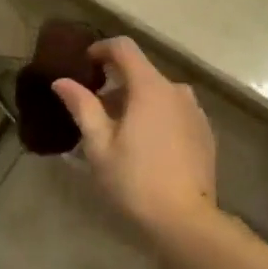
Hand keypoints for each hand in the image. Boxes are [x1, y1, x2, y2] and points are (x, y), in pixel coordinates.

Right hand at [52, 38, 217, 232]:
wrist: (186, 220)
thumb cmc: (135, 181)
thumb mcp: (99, 145)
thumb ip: (82, 106)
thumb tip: (62, 81)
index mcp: (150, 87)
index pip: (124, 48)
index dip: (101, 49)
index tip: (85, 64)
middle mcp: (177, 90)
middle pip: (142, 72)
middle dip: (116, 85)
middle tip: (95, 112)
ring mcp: (195, 111)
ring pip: (159, 93)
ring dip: (137, 102)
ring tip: (119, 133)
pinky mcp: (205, 132)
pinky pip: (175, 112)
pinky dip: (157, 117)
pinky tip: (146, 147)